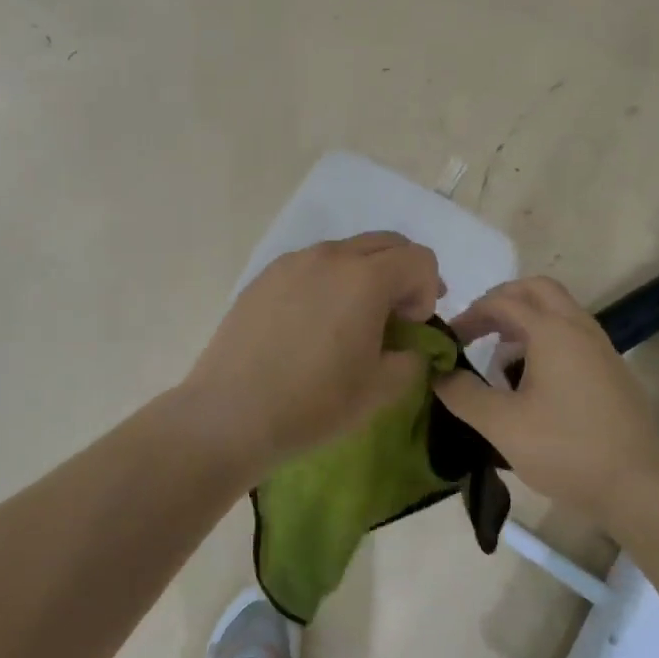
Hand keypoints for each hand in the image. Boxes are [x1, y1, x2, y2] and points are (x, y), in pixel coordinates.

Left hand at [177, 232, 444, 479]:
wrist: (231, 414)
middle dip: (402, 274)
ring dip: (364, 275)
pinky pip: (310, 266)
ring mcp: (291, 262)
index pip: (419, 259)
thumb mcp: (381, 389)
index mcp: (365, 277)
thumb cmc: (314, 403)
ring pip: (345, 251)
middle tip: (397, 316)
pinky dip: (328, 282)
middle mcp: (329, 256)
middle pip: (385, 243)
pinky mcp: (263, 277)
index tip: (411, 327)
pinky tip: (312, 324)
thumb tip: (407, 345)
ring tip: (351, 320)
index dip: (427, 291)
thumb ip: (412, 358)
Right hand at [434, 277, 658, 524]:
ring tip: (501, 360)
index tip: (449, 341)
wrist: (639, 485)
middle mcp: (579, 328)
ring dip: (525, 322)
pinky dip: (546, 340)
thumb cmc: (566, 449)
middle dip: (502, 302)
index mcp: (552, 331)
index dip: (470, 315)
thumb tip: (438, 373)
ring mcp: (601, 348)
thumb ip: (463, 394)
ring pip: (558, 312)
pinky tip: (533, 383)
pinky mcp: (611, 371)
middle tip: (477, 329)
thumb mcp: (502, 424)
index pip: (502, 302)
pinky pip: (572, 336)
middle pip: (537, 290)